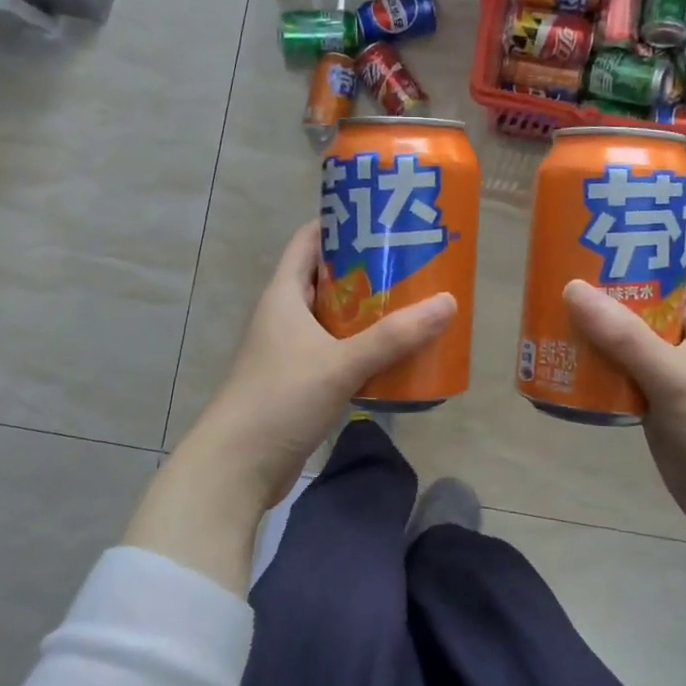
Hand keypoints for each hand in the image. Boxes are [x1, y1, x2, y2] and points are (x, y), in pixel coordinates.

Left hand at [178, 221, 455, 514]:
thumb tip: (448, 303)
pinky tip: (394, 357)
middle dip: (366, 270)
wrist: (238, 466)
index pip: (308, 241)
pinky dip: (362, 350)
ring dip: (367, 314)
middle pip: (327, 279)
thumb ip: (394, 336)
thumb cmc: (281, 400)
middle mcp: (284, 317)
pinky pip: (335, 354)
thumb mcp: (341, 363)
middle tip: (412, 264)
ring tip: (413, 306)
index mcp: (283, 295)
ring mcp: (289, 352)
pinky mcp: (298, 383)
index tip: (382, 218)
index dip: (341, 224)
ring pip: (333, 320)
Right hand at [563, 259, 685, 543]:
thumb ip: (624, 335)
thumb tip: (570, 289)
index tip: (592, 226)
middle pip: (639, 294)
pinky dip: (591, 361)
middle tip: (553, 268)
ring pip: (623, 333)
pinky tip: (559, 356)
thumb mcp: (674, 374)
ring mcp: (667, 366)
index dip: (638, 238)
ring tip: (545, 308)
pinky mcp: (651, 396)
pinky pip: (616, 368)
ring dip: (590, 324)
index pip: (672, 259)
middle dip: (601, 283)